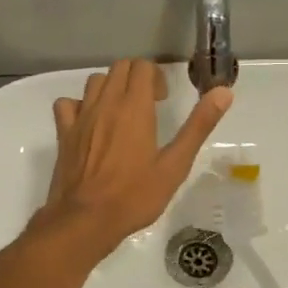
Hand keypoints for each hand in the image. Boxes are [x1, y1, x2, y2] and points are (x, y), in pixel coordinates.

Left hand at [30, 59, 232, 259]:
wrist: (85, 220)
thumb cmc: (135, 195)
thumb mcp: (175, 164)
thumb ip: (198, 125)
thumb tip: (223, 92)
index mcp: (134, 107)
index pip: (143, 67)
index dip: (156, 77)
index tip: (163, 101)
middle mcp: (105, 103)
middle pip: (119, 68)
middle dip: (136, 78)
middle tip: (148, 106)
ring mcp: (80, 116)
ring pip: (94, 81)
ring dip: (110, 88)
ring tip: (121, 113)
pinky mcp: (64, 133)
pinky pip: (68, 103)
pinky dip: (79, 106)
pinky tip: (89, 124)